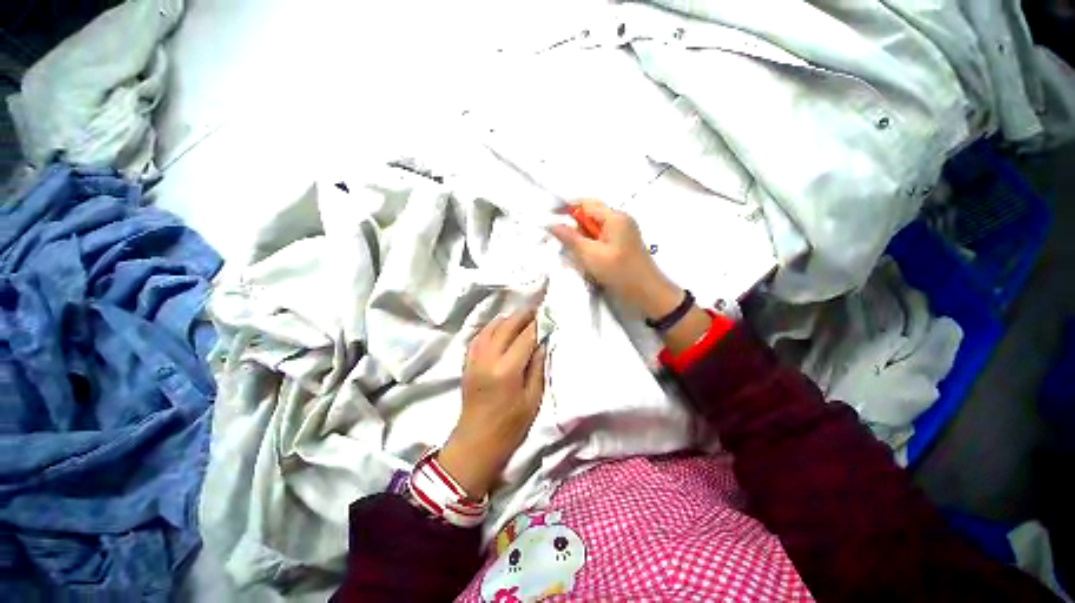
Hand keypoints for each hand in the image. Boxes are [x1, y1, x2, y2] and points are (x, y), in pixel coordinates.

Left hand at [439, 308, 545, 498]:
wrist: (477, 442)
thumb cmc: (510, 426)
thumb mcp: (532, 399)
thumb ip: (537, 367)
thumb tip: (542, 343)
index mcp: (507, 370)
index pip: (525, 337)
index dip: (537, 324)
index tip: (546, 314)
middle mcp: (488, 359)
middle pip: (506, 327)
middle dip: (522, 315)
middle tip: (535, 309)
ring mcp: (475, 359)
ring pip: (490, 328)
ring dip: (506, 319)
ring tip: (520, 317)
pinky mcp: (467, 363)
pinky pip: (478, 337)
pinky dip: (490, 328)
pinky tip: (499, 327)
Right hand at [550, 200, 683, 320]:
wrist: (648, 295)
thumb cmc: (620, 273)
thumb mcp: (591, 256)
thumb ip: (571, 238)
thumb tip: (553, 225)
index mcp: (615, 217)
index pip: (586, 203)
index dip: (567, 208)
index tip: (550, 218)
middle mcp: (620, 221)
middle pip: (590, 217)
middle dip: (575, 229)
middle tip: (564, 246)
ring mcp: (623, 234)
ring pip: (594, 231)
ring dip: (582, 241)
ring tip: (577, 257)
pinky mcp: (622, 246)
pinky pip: (601, 241)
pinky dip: (591, 248)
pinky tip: (587, 261)